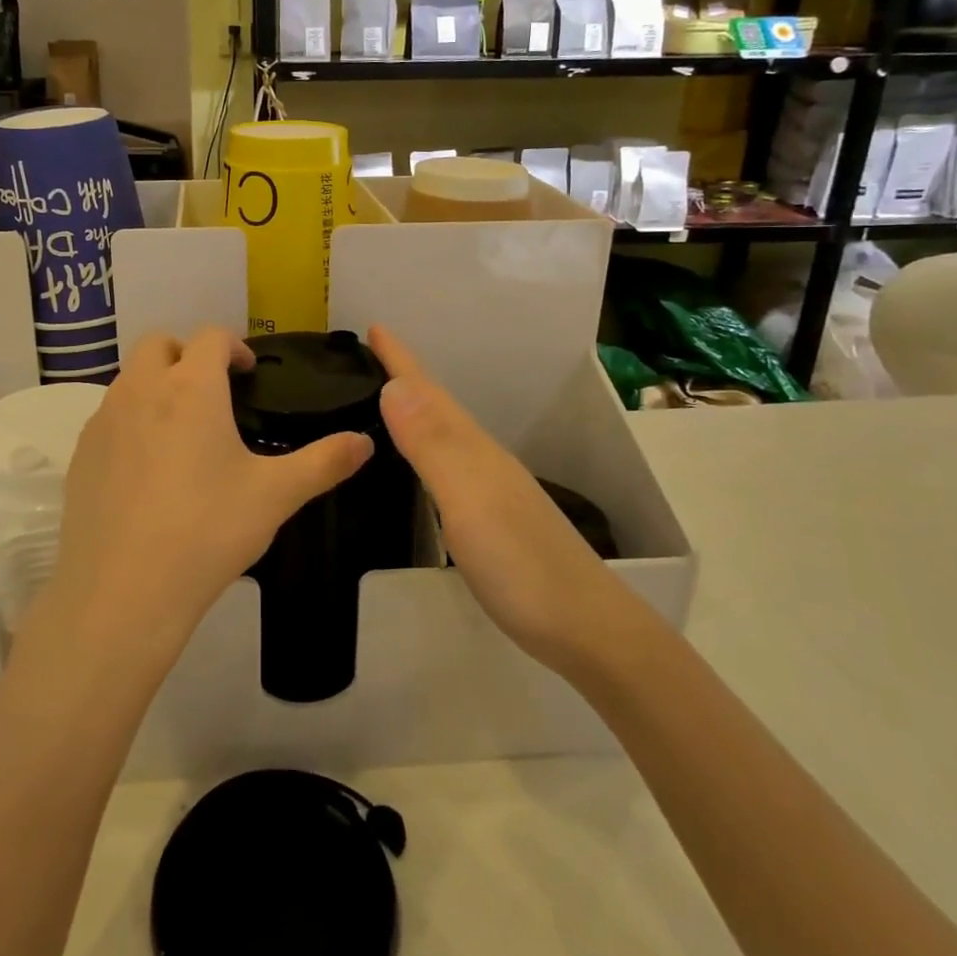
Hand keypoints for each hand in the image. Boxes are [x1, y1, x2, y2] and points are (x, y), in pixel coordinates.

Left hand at [45, 329, 373, 654]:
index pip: (210, 337)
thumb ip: (324, 462)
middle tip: (213, 392)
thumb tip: (365, 442)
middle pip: (158, 343)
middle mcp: (141, 389)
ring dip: (156, 384)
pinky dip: (130, 420)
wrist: (123, 591)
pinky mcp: (81, 454)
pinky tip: (147, 469)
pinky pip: (108, 417)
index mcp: (191, 387)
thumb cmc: (207, 530)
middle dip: (187, 353)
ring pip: (129, 378)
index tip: (248, 372)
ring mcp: (103, 420)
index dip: (234, 345)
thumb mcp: (275, 495)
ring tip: (182, 430)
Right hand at [369, 326, 630, 674]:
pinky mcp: (492, 520)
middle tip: (370, 356)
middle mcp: (482, 460)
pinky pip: (448, 466)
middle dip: (405, 377)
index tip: (373, 325)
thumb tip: (394, 385)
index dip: (401, 360)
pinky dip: (426, 451)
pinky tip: (420, 465)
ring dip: (416, 411)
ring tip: (386, 399)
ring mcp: (491, 490)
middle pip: (438, 407)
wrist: (586, 630)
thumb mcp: (469, 499)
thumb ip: (432, 444)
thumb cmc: (521, 564)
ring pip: (445, 435)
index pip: (429, 393)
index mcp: (473, 449)